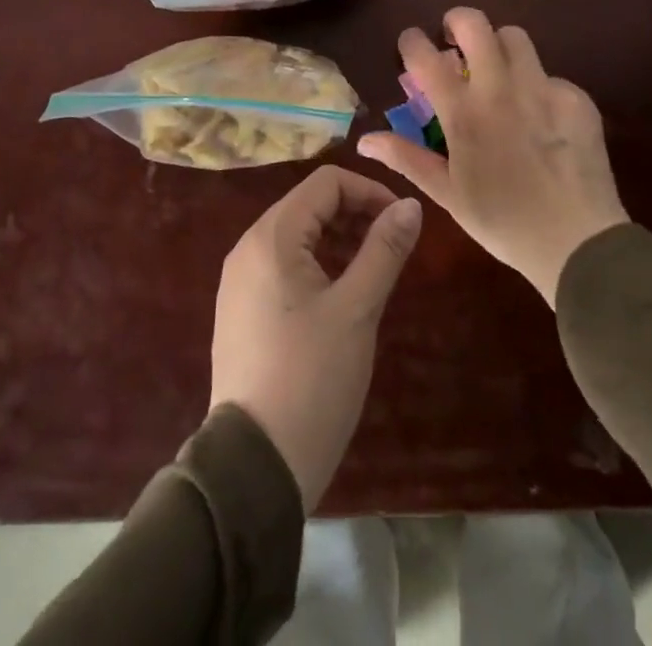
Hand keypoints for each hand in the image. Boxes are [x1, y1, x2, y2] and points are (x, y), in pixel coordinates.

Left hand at [208, 165, 422, 510]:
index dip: (368, 192)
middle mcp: (248, 248)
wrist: (255, 466)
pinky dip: (317, 264)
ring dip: (338, 239)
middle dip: (354, 214)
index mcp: (270, 237)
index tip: (401, 221)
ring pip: (296, 235)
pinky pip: (283, 265)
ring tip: (373, 269)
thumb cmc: (311, 378)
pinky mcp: (242, 310)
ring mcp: (240, 281)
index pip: (325, 184)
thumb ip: (384, 250)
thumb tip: (411, 205)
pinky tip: (341, 295)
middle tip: (392, 246)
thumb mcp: (357, 309)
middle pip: (308, 204)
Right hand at [357, 7, 627, 305]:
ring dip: (498, 46)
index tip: (410, 43)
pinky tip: (539, 117)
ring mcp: (543, 88)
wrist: (580, 243)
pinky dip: (536, 85)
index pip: (426, 56)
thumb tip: (365, 140)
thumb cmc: (503, 222)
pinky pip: (549, 74)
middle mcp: (501, 89)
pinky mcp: (576, 98)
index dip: (412, 41)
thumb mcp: (448, 194)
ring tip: (497, 71)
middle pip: (475, 24)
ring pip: (515, 37)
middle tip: (454, 41)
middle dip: (457, 21)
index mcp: (464, 113)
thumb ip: (406, 158)